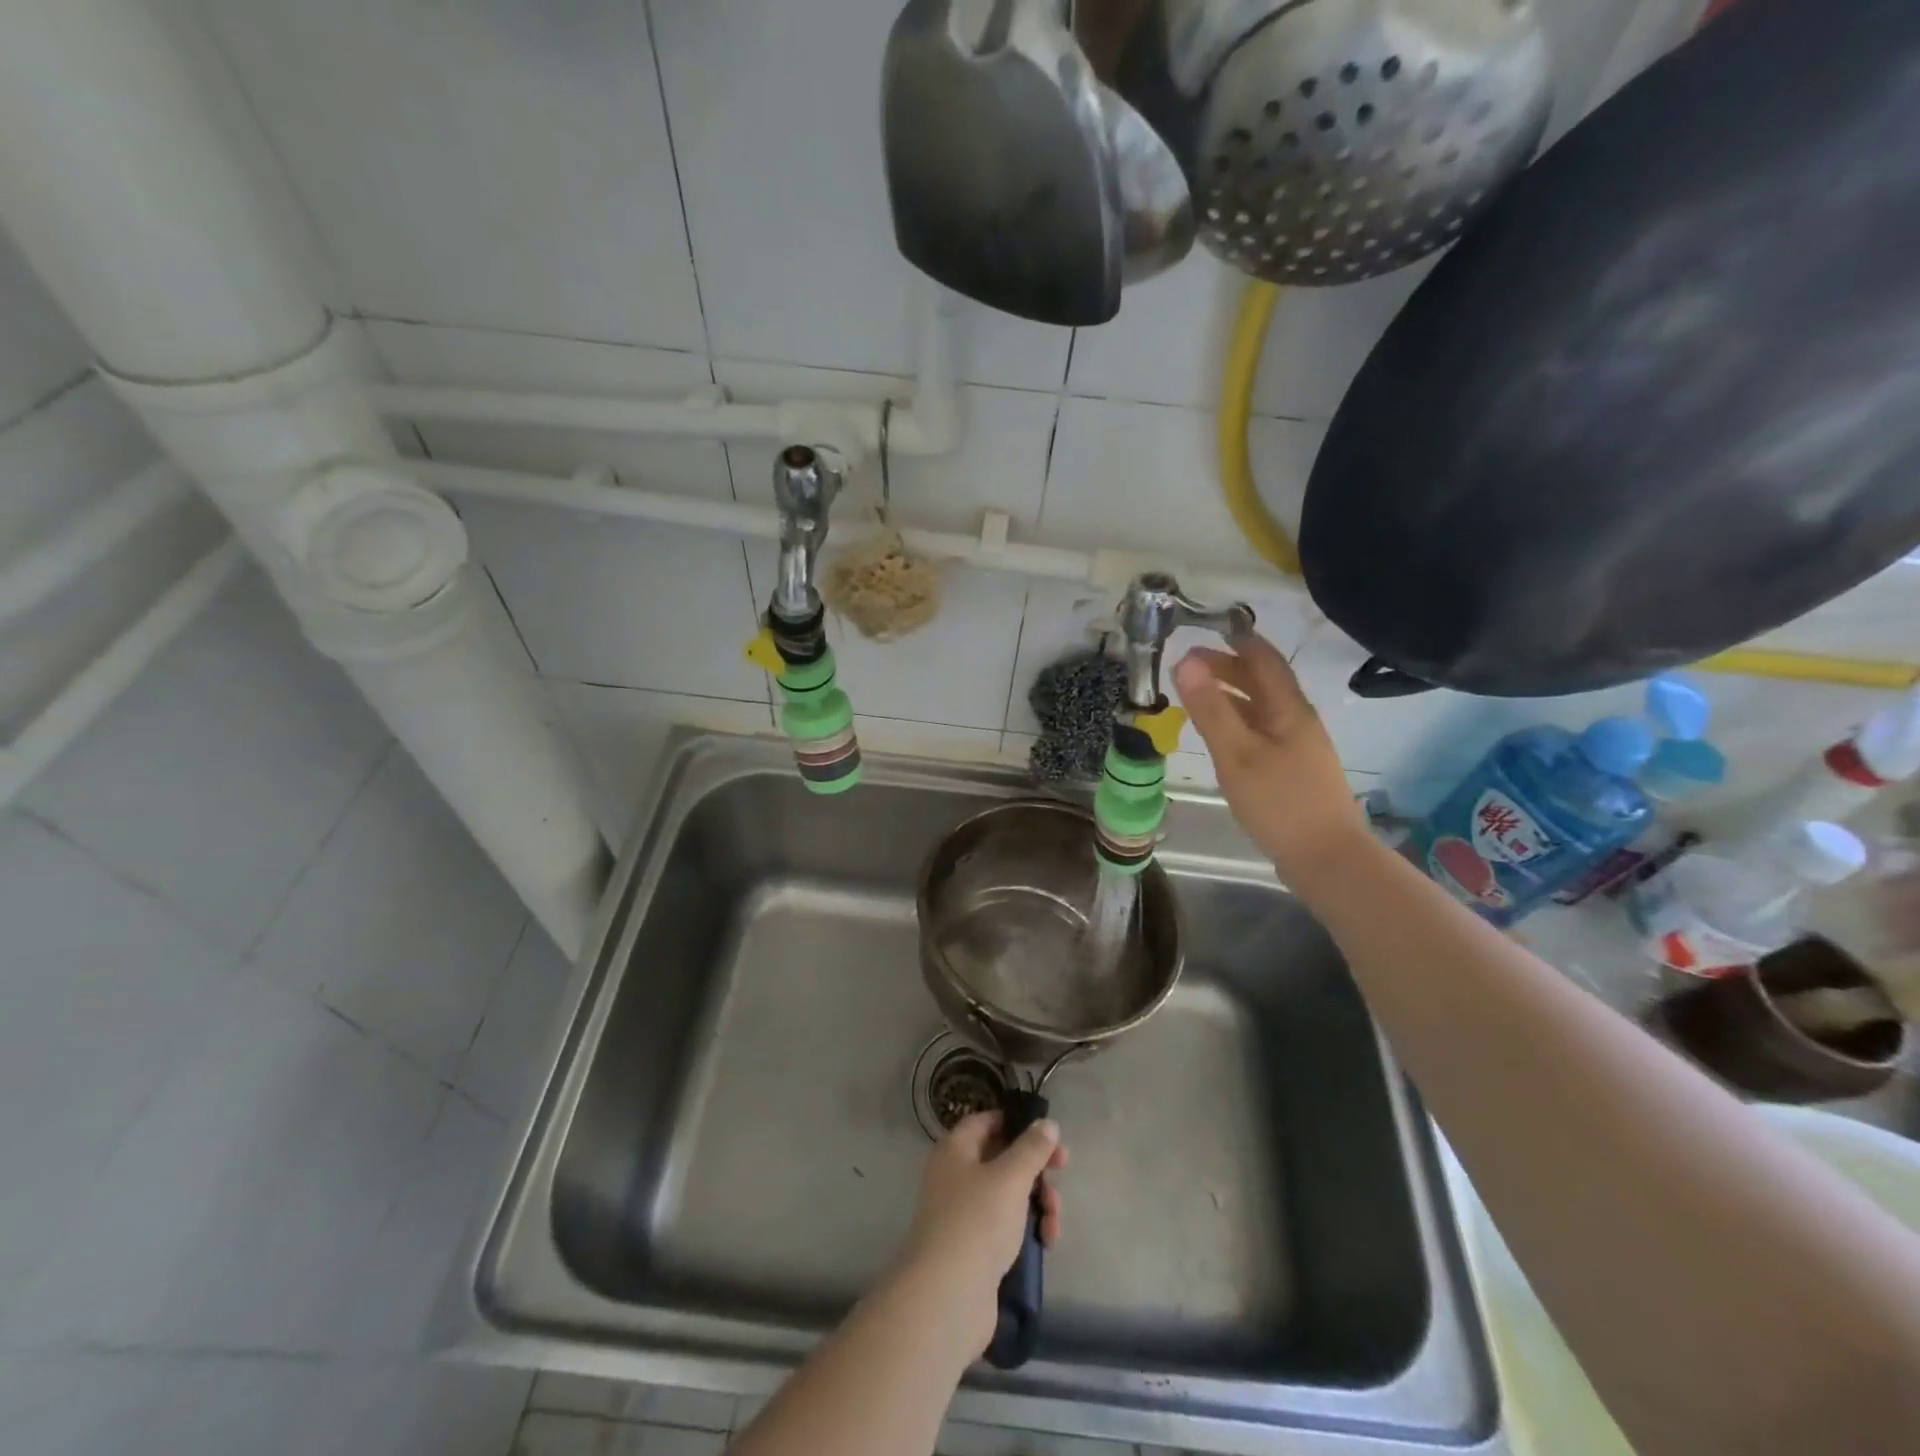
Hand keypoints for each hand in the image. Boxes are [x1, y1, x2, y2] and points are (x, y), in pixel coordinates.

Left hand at [897, 1111, 1066, 1351]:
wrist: (948, 1296)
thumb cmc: (977, 1221)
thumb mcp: (1010, 1178)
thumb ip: (1032, 1149)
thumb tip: (1048, 1124)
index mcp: (955, 1150)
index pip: (986, 1121)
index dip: (1016, 1122)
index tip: (1046, 1133)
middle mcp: (956, 1176)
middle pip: (1002, 1158)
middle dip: (1035, 1167)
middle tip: (1062, 1170)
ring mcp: (965, 1214)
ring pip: (1009, 1194)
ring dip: (1038, 1201)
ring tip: (1053, 1220)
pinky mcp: (975, 1248)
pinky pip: (1006, 1226)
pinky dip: (1028, 1228)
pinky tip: (1046, 1241)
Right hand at [1173, 631, 1369, 879]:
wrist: (1326, 858)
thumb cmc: (1279, 802)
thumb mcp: (1236, 753)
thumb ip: (1210, 708)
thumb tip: (1186, 661)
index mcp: (1288, 709)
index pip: (1264, 660)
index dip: (1238, 641)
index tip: (1209, 629)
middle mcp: (1297, 720)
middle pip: (1263, 682)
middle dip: (1228, 668)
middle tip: (1189, 666)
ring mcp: (1299, 747)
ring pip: (1262, 708)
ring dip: (1231, 695)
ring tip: (1197, 696)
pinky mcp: (1294, 770)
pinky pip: (1262, 731)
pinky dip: (1238, 721)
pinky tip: (1222, 737)